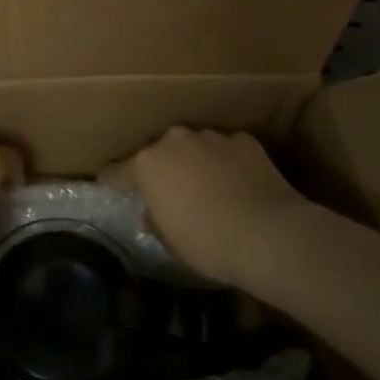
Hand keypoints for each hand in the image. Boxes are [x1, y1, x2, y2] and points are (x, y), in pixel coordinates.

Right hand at [103, 128, 312, 287]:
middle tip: (167, 191)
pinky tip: (237, 184)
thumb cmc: (209, 243)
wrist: (270, 233)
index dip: (112, 182)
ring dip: (194, 162)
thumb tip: (152, 212)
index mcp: (147, 164)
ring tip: (206, 187)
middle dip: (160, 168)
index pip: (116, 171)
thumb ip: (155, 220)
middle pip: (157, 152)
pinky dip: (226, 163)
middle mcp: (174, 141)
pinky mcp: (244, 140)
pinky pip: (225, 151)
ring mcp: (211, 137)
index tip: (110, 188)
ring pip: (193, 147)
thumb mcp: (171, 241)